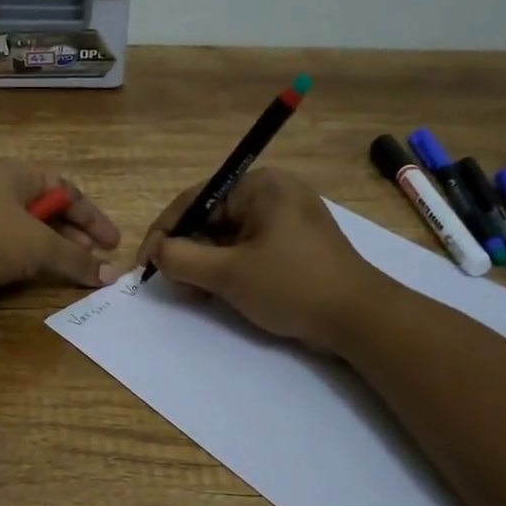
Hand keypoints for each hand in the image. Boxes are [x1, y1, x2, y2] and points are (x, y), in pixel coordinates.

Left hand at [0, 160, 121, 300]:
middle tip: (91, 258)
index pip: (64, 188)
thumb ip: (76, 260)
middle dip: (70, 234)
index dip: (91, 216)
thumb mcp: (39, 247)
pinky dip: (20, 256)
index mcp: (12, 173)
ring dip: (47, 247)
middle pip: (42, 207)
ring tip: (65, 268)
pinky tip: (28, 273)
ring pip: (20, 226)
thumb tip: (111, 276)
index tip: (111, 243)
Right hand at [135, 167, 373, 350]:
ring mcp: (285, 220)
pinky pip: (247, 249)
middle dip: (187, 252)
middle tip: (174, 285)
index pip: (195, 200)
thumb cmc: (291, 285)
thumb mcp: (227, 274)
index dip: (164, 232)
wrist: (359, 319)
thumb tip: (156, 252)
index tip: (145, 263)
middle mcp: (272, 194)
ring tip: (196, 294)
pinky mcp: (293, 245)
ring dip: (205, 265)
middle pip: (211, 219)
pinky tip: (218, 294)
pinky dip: (228, 269)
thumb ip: (181, 259)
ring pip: (227, 237)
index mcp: (259, 186)